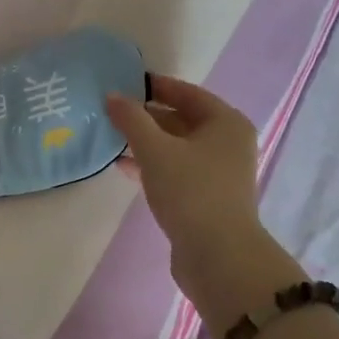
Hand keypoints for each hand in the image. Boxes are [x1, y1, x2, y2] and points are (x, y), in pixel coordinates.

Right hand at [107, 76, 302, 330]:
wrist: (218, 255)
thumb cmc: (191, 191)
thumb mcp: (156, 150)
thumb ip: (132, 120)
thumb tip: (112, 96)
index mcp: (226, 123)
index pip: (186, 92)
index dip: (154, 86)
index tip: (123, 82)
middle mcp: (228, 143)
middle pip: (182, 119)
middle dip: (146, 116)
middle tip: (110, 111)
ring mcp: (219, 172)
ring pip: (177, 147)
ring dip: (146, 142)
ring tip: (111, 137)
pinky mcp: (207, 197)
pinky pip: (176, 170)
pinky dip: (153, 165)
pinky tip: (124, 167)